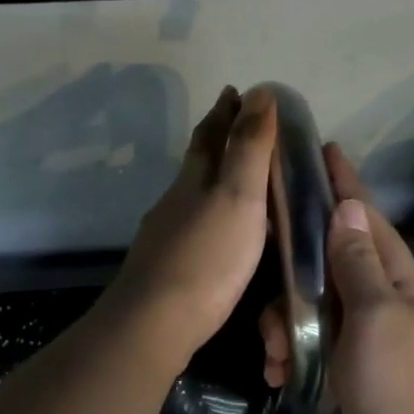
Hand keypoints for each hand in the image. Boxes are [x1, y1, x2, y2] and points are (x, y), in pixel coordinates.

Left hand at [108, 86, 277, 373]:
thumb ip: (248, 147)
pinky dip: (210, 218)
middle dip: (217, 140)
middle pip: (197, 162)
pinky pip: (194, 228)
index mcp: (194, 180)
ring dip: (213, 181)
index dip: (225, 112)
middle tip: (239, 126)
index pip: (210, 135)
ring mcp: (167, 236)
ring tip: (238, 180)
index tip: (236, 91)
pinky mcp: (167, 268)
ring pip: (192, 196)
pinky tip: (218, 234)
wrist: (156, 322)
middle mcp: (175, 201)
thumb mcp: (238, 195)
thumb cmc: (207, 257)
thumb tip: (257, 92)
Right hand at [263, 147, 413, 413]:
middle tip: (271, 302)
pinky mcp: (358, 375)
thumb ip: (360, 263)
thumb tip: (348, 208)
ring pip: (319, 308)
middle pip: (334, 264)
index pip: (368, 219)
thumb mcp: (378, 317)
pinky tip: (282, 373)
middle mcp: (390, 303)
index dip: (345, 185)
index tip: (324, 150)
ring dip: (290, 324)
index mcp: (404, 282)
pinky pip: (318, 347)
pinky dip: (298, 354)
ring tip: (277, 354)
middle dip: (296, 277)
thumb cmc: (404, 389)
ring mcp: (374, 341)